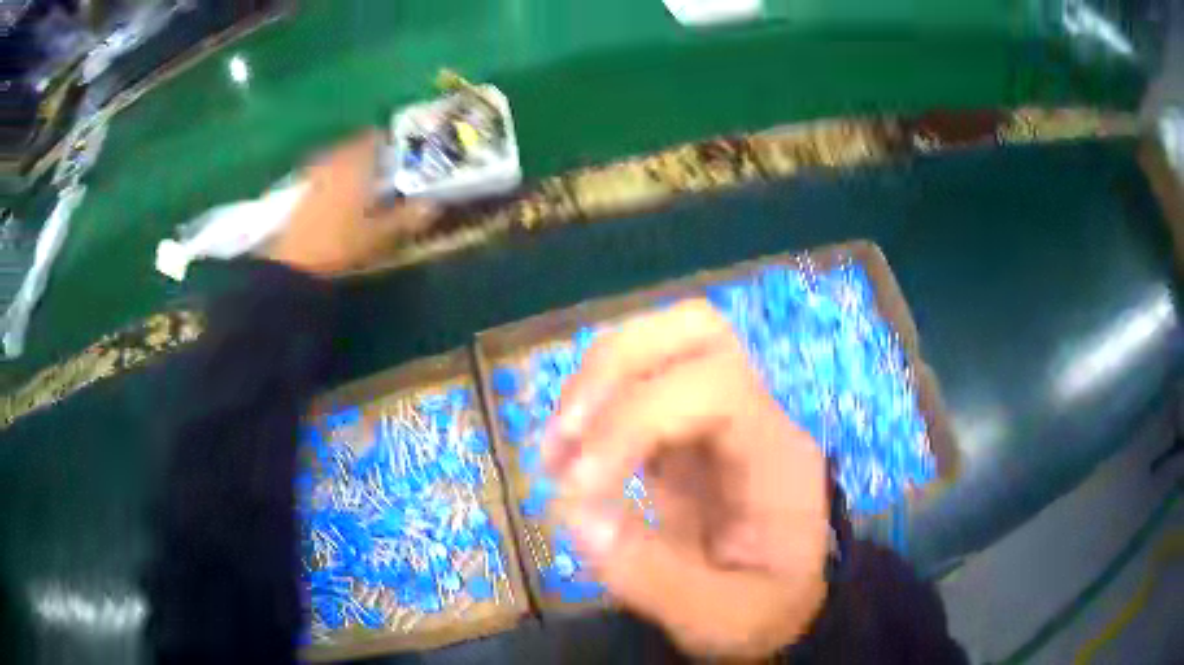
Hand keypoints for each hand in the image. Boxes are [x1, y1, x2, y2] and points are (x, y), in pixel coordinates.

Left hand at [266, 132, 438, 274]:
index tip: (401, 157)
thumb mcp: (379, 234)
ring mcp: (313, 174)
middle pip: (354, 147)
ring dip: (350, 168)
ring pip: (337, 160)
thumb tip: (433, 205)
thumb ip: (406, 217)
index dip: (389, 143)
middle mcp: (334, 160)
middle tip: (384, 174)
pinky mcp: (299, 191)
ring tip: (362, 189)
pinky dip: (333, 181)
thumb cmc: (339, 243)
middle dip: (369, 156)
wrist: (292, 264)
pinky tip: (338, 202)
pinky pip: (322, 175)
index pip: (374, 137)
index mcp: (356, 163)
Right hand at [543, 301, 830, 657]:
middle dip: (616, 366)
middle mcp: (753, 414)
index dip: (635, 420)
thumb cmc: (764, 607)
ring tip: (557, 449)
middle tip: (565, 434)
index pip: (715, 386)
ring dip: (595, 381)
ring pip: (662, 342)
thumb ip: (652, 575)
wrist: (784, 602)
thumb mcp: (719, 617)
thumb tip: (576, 513)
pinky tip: (570, 453)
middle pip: (696, 328)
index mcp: (777, 456)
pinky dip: (593, 403)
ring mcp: (719, 415)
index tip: (578, 487)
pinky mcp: (687, 429)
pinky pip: (639, 383)